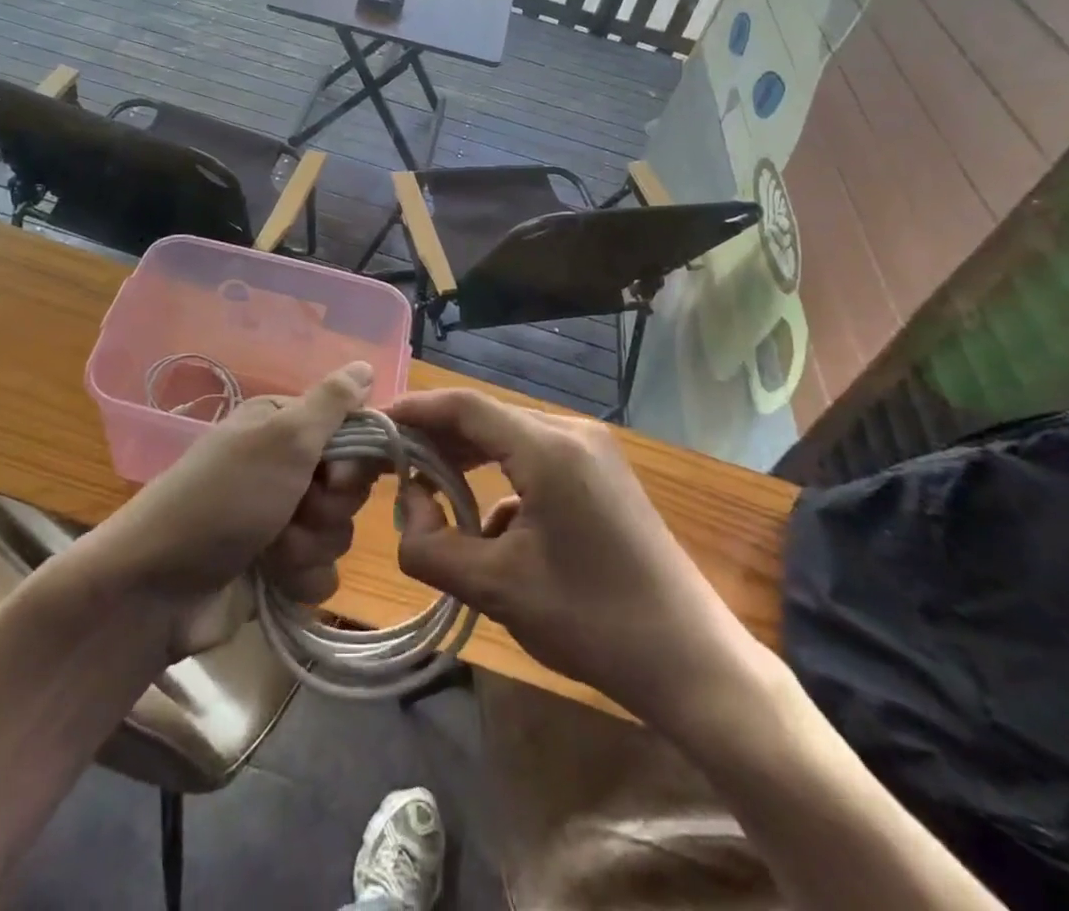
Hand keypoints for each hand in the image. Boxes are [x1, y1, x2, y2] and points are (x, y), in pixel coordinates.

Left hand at [89, 363, 376, 653]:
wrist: (156, 589)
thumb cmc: (224, 499)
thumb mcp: (281, 437)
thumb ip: (331, 402)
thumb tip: (365, 365)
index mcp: (283, 426)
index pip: (352, 431)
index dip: (355, 458)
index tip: (336, 474)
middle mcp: (285, 467)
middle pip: (349, 486)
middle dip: (328, 507)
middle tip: (294, 509)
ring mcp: (281, 519)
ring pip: (339, 532)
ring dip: (309, 545)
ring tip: (271, 551)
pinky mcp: (279, 570)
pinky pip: (323, 572)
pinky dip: (301, 578)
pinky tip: (272, 581)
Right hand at [390, 390, 765, 724]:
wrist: (693, 662)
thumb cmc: (593, 621)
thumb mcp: (498, 589)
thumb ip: (433, 546)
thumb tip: (411, 507)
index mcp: (548, 447)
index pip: (465, 406)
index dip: (416, 410)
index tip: (375, 423)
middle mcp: (572, 433)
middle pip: (488, 419)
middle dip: (438, 440)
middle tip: (393, 465)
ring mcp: (593, 452)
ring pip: (512, 440)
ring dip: (469, 461)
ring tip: (431, 491)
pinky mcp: (603, 476)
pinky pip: (537, 462)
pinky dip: (503, 481)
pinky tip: (490, 527)